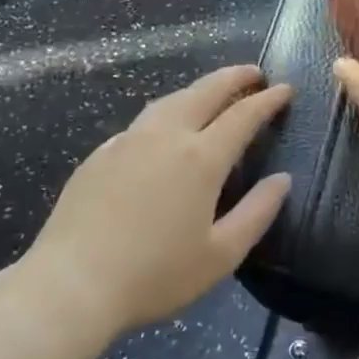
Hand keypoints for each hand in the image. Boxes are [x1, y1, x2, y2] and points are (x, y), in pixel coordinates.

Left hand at [22, 66, 293, 337]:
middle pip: (206, 91)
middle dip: (235, 77)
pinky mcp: (101, 154)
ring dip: (199, 89)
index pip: (243, 115)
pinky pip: (143, 121)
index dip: (268, 100)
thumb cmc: (155, 275)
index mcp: (201, 158)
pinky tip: (164, 129)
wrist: (72, 284)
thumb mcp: (220, 255)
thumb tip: (282, 179)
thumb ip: (257, 212)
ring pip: (171, 99)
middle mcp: (166, 136)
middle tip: (255, 73)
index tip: (286, 89)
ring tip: (214, 92)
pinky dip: (167, 112)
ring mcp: (128, 140)